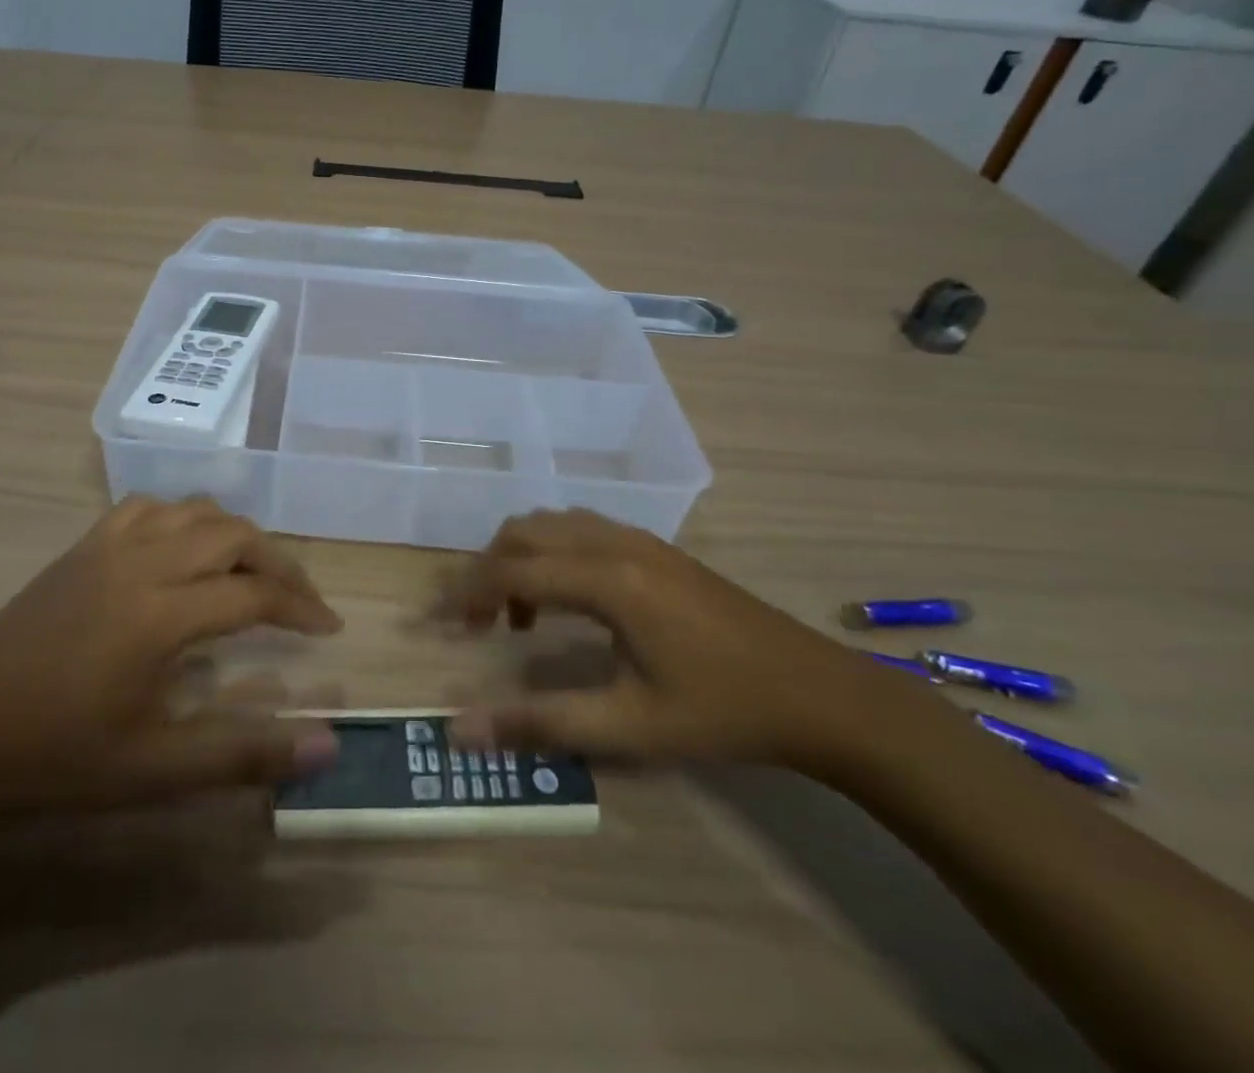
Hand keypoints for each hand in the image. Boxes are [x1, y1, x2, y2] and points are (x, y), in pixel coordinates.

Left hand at [0, 497, 343, 828]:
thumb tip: (328, 744)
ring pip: (194, 510)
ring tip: (251, 572)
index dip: (302, 608)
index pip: (254, 595)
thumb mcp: (153, 771)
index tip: (329, 629)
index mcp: (161, 613)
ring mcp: (108, 546)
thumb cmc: (53, 758)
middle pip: (233, 536)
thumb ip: (244, 753)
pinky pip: (148, 507)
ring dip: (234, 534)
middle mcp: (142, 562)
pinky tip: (184, 548)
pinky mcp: (83, 546)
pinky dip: (183, 517)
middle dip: (279, 563)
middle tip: (300, 601)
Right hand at [438, 509, 920, 775]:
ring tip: (517, 614)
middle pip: (524, 533)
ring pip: (551, 524)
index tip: (434, 623)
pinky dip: (551, 552)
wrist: (819, 694)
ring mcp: (639, 538)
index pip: (511, 570)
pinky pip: (580, 529)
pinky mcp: (656, 547)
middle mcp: (615, 542)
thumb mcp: (630, 727)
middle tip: (474, 623)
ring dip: (519, 557)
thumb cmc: (723, 712)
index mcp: (608, 579)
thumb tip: (462, 730)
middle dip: (486, 569)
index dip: (464, 593)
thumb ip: (541, 723)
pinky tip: (566, 600)